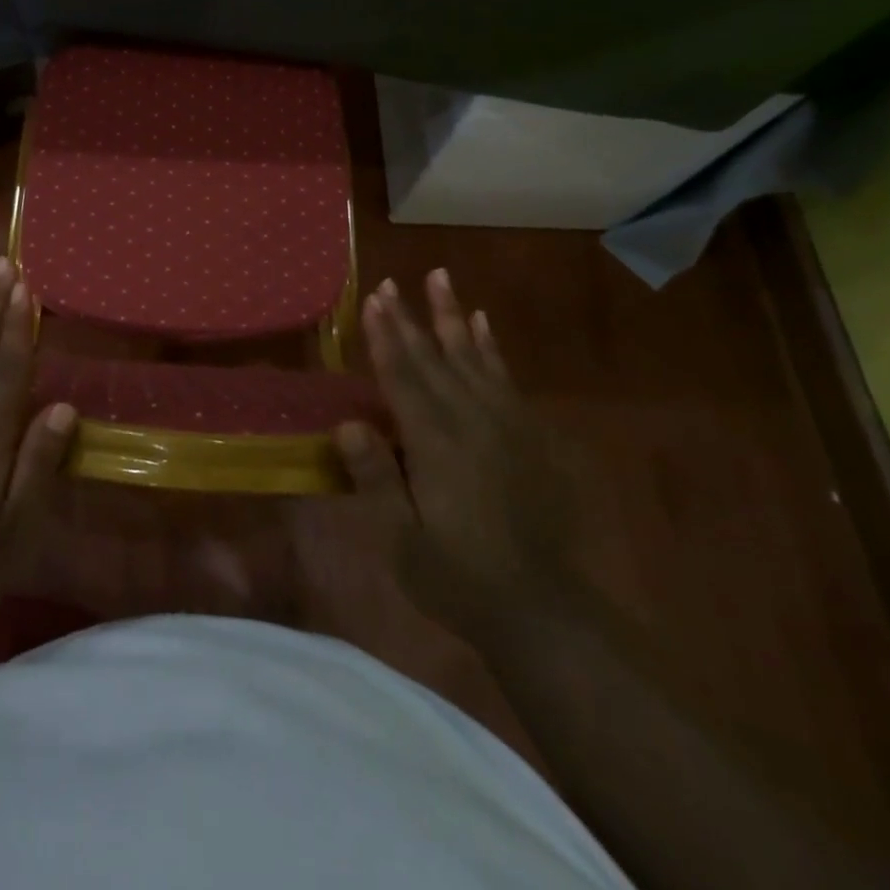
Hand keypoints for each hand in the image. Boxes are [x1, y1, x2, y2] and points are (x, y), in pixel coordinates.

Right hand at [333, 271, 575, 635]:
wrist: (542, 611)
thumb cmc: (460, 577)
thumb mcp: (404, 541)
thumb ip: (376, 479)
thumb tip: (347, 423)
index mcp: (437, 444)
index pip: (403, 378)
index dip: (385, 337)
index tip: (372, 299)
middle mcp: (472, 421)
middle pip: (434, 358)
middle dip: (409, 317)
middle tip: (391, 281)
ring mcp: (506, 424)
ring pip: (472, 356)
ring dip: (452, 316)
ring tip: (440, 278)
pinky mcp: (528, 434)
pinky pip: (505, 377)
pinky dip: (490, 347)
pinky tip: (482, 324)